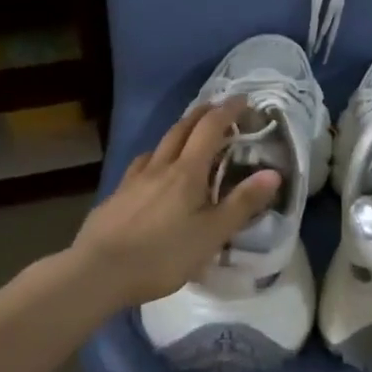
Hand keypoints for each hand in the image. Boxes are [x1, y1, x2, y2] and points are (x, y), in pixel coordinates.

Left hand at [72, 98, 281, 307]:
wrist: (97, 271)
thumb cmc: (162, 255)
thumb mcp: (211, 234)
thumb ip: (242, 203)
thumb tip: (273, 173)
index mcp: (187, 172)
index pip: (210, 128)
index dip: (228, 111)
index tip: (244, 100)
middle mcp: (160, 166)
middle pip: (182, 128)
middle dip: (203, 113)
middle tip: (219, 107)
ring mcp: (134, 179)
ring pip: (159, 144)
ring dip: (178, 131)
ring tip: (189, 134)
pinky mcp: (117, 196)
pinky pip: (142, 164)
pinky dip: (156, 156)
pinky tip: (153, 169)